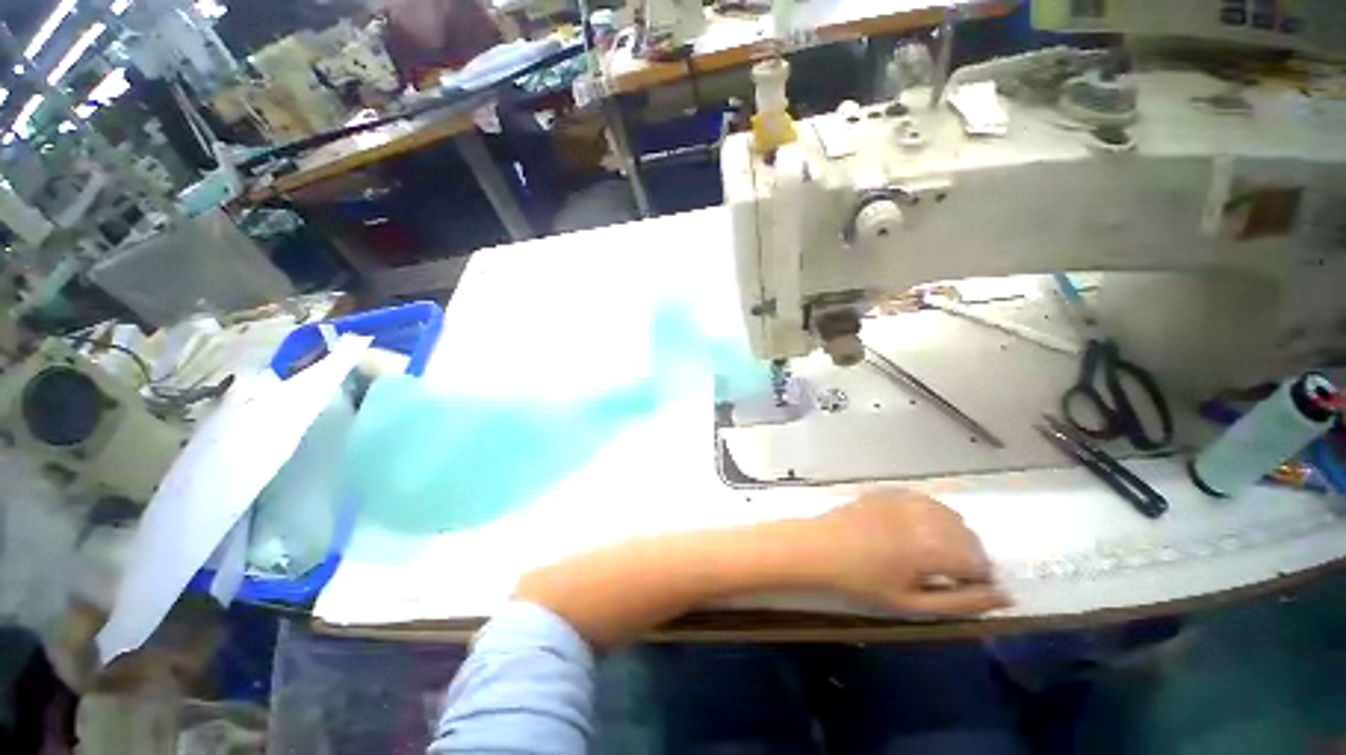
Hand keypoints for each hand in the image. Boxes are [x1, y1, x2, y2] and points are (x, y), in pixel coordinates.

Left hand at [807, 491, 1009, 615]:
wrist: (820, 547)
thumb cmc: (862, 581)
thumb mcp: (913, 603)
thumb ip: (962, 601)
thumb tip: (1004, 597)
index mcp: (934, 546)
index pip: (979, 562)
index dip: (978, 579)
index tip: (963, 589)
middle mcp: (925, 516)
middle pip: (968, 535)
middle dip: (968, 556)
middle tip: (947, 574)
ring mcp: (905, 499)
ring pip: (949, 514)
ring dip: (951, 534)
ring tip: (932, 553)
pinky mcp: (889, 491)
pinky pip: (924, 501)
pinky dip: (931, 516)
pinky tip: (915, 530)